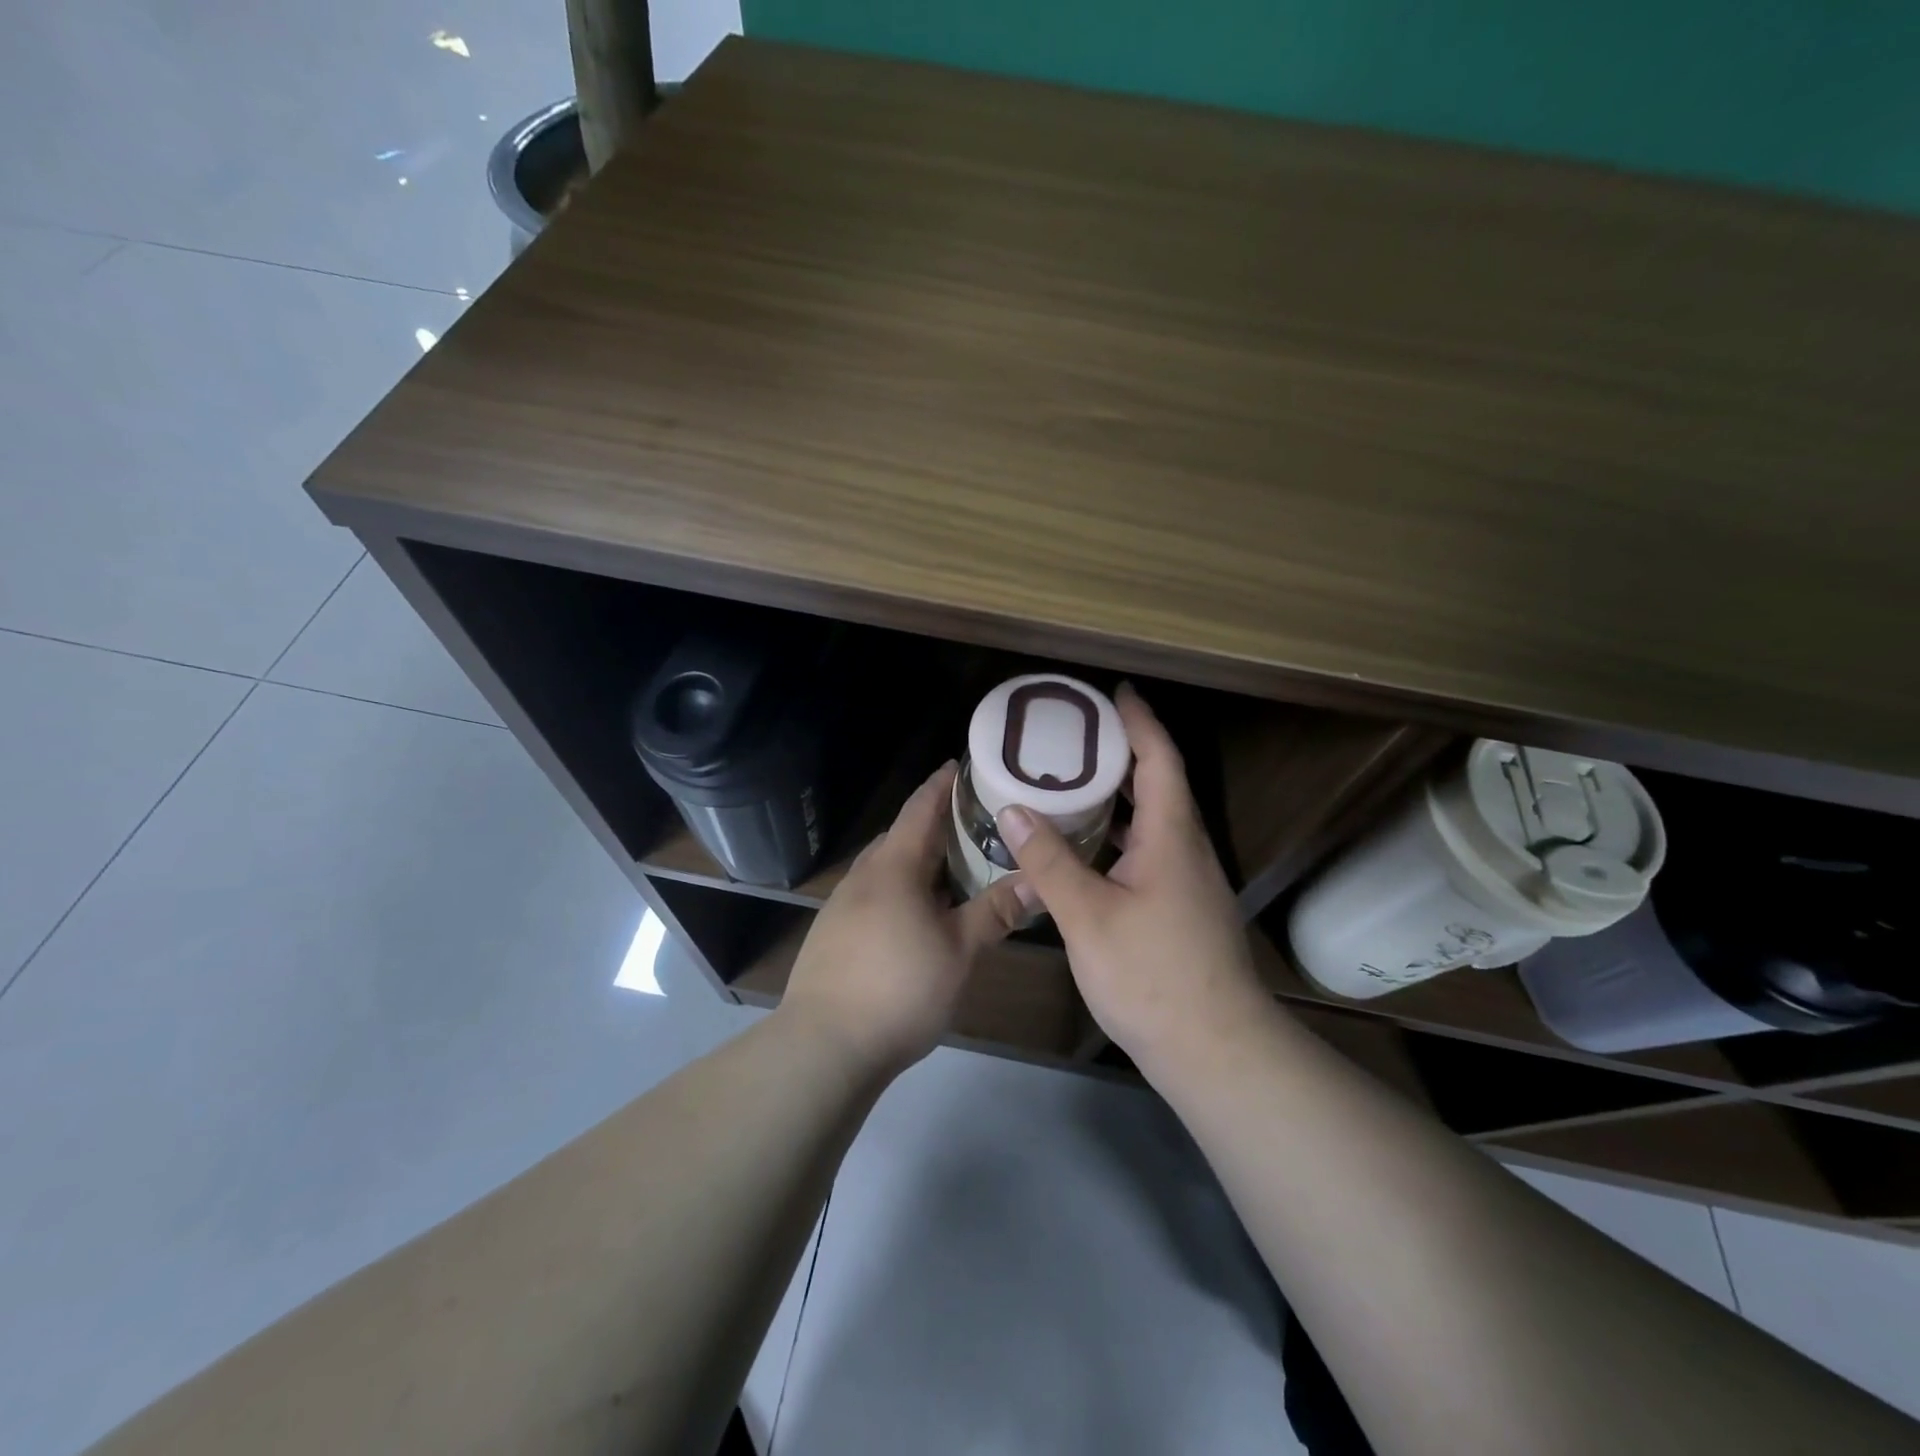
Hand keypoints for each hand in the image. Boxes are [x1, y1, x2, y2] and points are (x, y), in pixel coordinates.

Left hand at [780, 762, 1030, 1075]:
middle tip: (972, 826)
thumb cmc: (900, 988)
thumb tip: (1038, 880)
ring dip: (914, 861)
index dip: (941, 785)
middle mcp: (863, 876)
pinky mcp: (831, 933)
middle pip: (900, 836)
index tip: (959, 766)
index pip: (920, 809)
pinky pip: (872, 894)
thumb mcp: (959, 950)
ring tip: (949, 871)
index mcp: (894, 867)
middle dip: (932, 826)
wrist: (824, 1045)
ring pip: (884, 868)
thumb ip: (996, 911)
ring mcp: (841, 905)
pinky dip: (898, 889)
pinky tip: (915, 916)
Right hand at [998, 684, 1272, 1075]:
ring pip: (1154, 821)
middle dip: (1123, 752)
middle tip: (1076, 735)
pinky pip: (1150, 850)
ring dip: (1121, 795)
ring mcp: (1188, 881)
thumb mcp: (1089, 916)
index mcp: (1171, 837)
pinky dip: (1120, 834)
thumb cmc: (1152, 976)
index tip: (1114, 693)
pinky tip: (1087, 847)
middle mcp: (1186, 849)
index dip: (1139, 722)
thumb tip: (1013, 809)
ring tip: (1072, 781)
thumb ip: (1049, 861)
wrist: (1215, 1050)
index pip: (1159, 759)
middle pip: (1159, 784)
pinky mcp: (1182, 907)